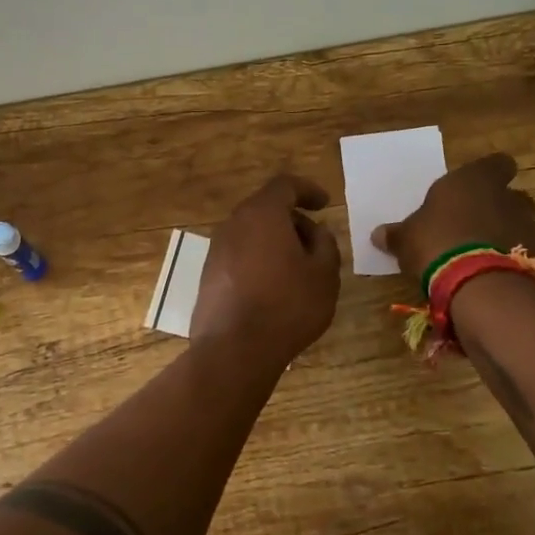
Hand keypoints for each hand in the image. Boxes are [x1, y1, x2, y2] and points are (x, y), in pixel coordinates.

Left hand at [191, 174, 341, 369]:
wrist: (234, 349)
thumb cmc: (287, 306)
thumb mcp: (324, 274)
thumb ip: (326, 244)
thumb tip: (316, 232)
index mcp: (262, 213)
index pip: (285, 185)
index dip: (308, 190)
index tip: (324, 204)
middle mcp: (234, 223)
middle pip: (266, 208)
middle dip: (293, 220)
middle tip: (316, 244)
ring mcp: (216, 249)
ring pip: (251, 233)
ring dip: (276, 242)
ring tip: (298, 270)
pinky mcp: (208, 274)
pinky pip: (239, 255)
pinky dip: (259, 260)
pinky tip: (274, 288)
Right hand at [371, 152, 534, 280]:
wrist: (476, 283)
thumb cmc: (435, 242)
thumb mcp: (406, 238)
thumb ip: (396, 234)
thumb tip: (377, 234)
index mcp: (474, 179)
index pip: (498, 163)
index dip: (491, 173)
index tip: (478, 186)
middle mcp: (505, 196)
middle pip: (514, 195)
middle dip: (501, 206)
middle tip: (479, 222)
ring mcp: (525, 226)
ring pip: (524, 223)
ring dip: (510, 233)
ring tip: (488, 250)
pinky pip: (526, 251)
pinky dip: (515, 257)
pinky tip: (495, 270)